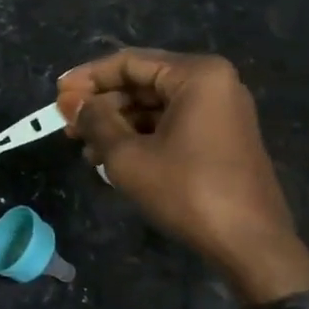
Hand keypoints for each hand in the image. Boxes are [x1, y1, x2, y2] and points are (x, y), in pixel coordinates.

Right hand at [56, 50, 308, 303]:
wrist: (251, 246)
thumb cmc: (187, 191)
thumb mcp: (127, 155)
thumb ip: (95, 121)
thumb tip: (71, 102)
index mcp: (196, 75)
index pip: (128, 63)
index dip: (88, 77)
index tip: (57, 94)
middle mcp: (213, 84)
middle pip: (141, 82)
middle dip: (101, 104)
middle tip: (67, 124)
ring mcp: (220, 111)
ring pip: (154, 106)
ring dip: (116, 123)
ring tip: (83, 147)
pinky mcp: (221, 137)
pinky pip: (171, 124)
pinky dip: (139, 136)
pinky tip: (110, 158)